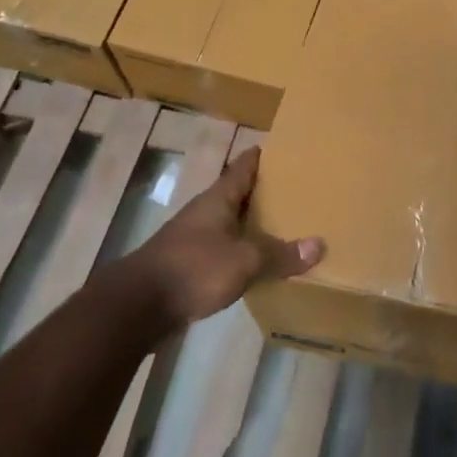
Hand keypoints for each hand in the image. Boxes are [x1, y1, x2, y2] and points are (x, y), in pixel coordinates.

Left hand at [136, 149, 323, 325]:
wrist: (137, 307)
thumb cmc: (194, 268)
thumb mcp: (244, 260)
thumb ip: (280, 253)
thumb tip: (319, 245)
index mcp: (219, 199)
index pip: (244, 166)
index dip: (263, 156)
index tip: (286, 149)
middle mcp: (206, 212)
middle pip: (239, 194)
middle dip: (266, 192)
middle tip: (299, 190)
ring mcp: (194, 239)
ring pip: (231, 223)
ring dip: (254, 224)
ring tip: (286, 226)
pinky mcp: (188, 266)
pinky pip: (224, 250)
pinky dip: (242, 251)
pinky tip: (259, 263)